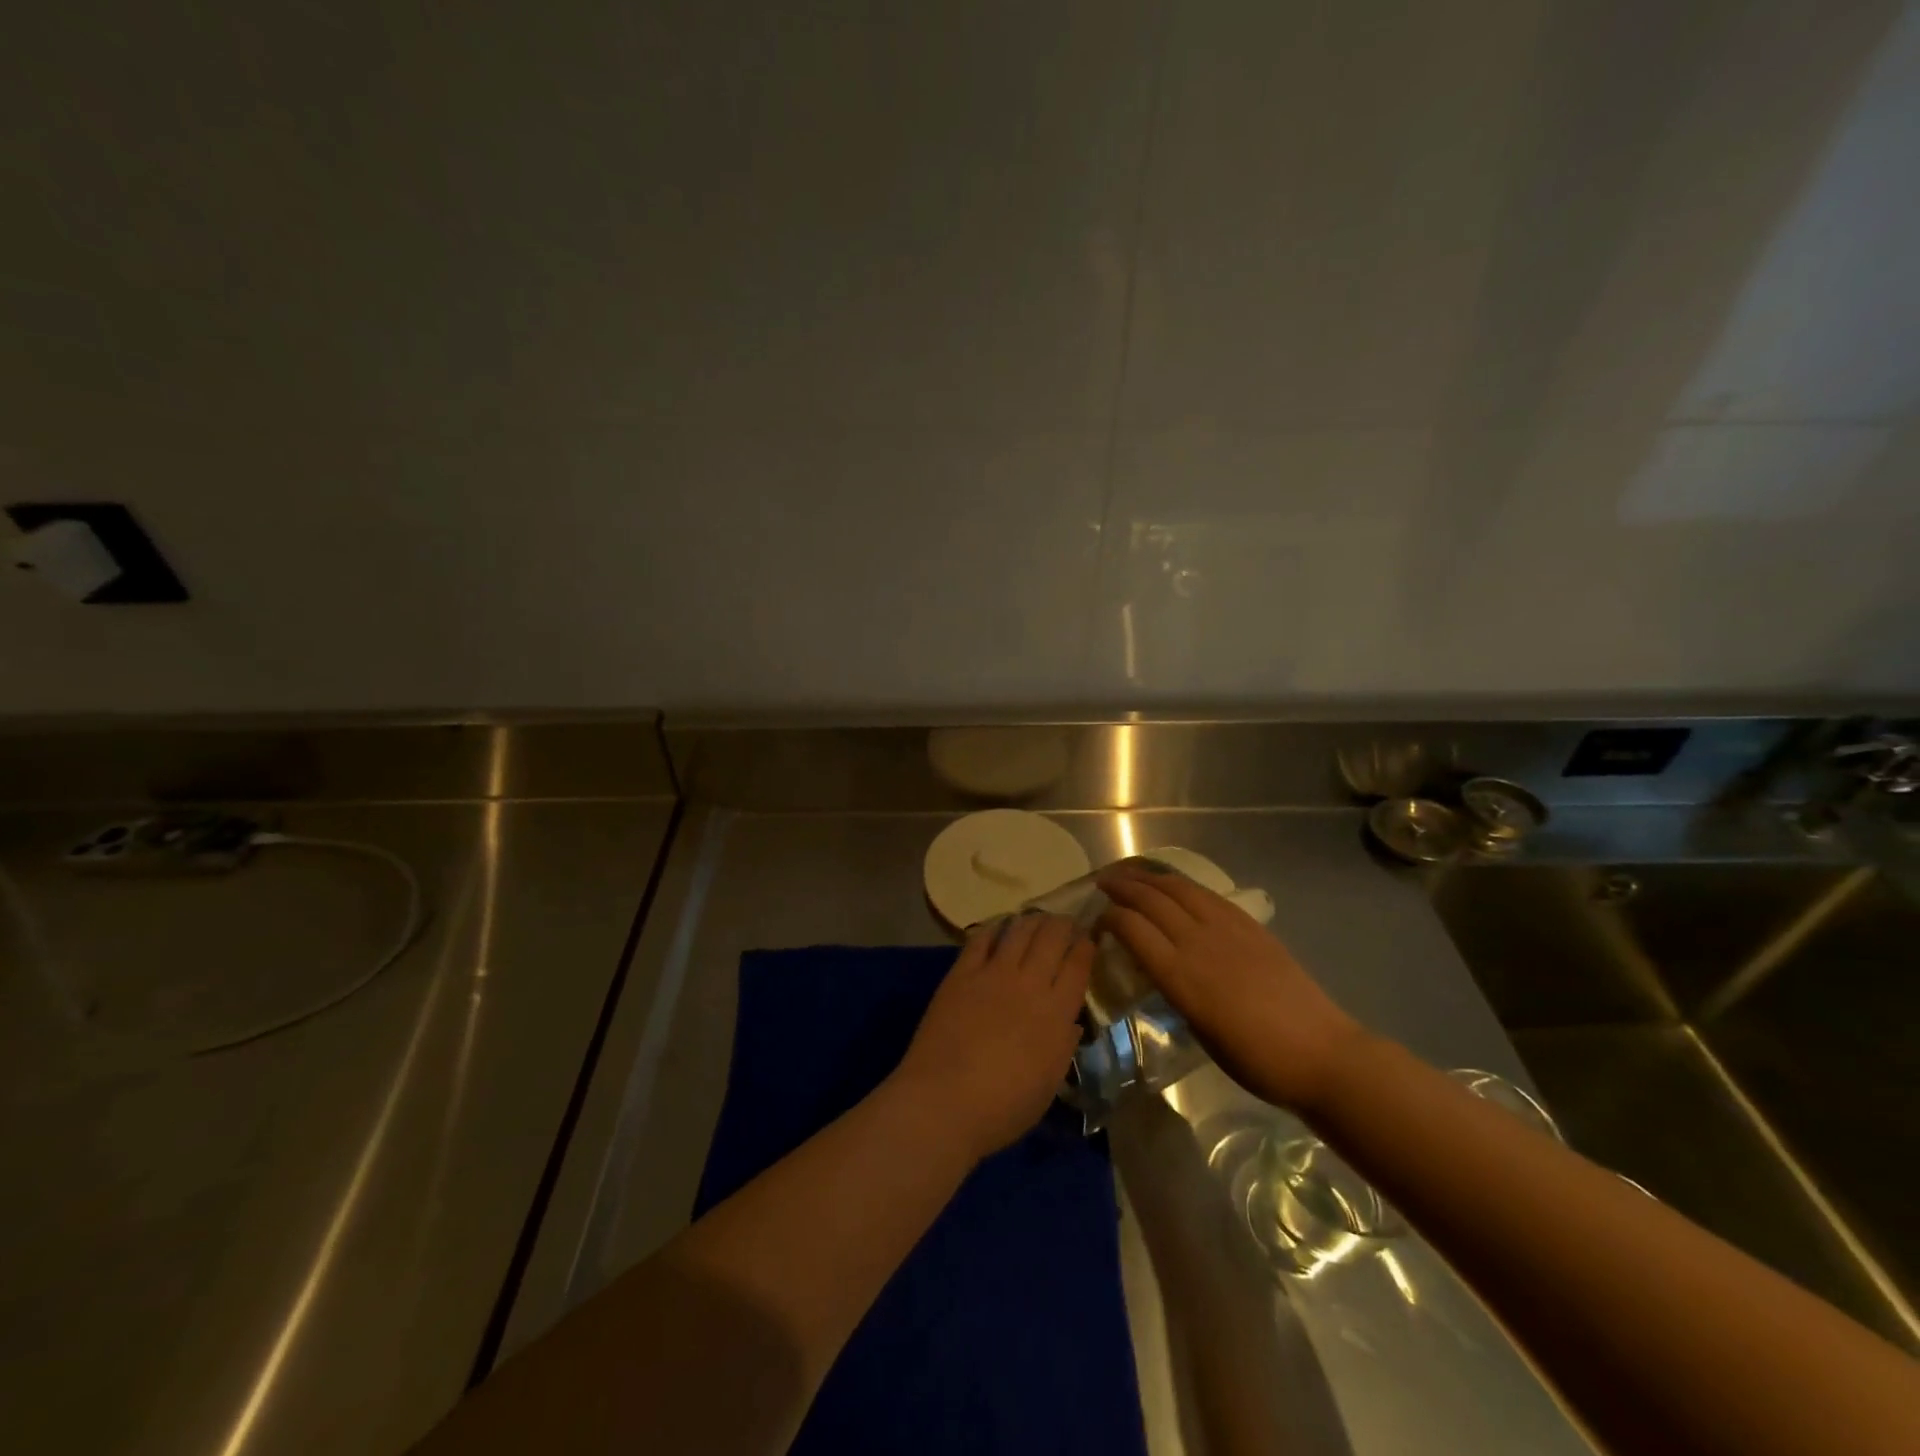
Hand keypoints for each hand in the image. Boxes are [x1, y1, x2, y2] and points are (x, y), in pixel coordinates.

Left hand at [891, 913, 1092, 1161]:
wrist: (944, 1101)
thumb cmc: (1003, 1107)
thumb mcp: (1048, 1084)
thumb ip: (1062, 1047)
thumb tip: (1071, 1022)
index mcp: (1057, 1013)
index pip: (1078, 966)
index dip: (1085, 946)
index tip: (1088, 939)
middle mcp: (1030, 984)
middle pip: (1052, 938)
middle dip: (1063, 925)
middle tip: (1064, 923)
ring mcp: (994, 974)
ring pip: (1020, 931)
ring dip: (1032, 920)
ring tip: (1037, 919)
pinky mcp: (962, 973)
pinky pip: (981, 939)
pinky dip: (995, 927)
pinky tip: (1000, 926)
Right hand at [1096, 864, 1362, 1113]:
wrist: (1320, 1053)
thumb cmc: (1255, 1060)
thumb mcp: (1199, 1031)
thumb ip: (1174, 992)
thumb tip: (1159, 969)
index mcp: (1180, 976)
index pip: (1132, 928)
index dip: (1109, 919)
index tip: (1097, 923)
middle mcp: (1198, 942)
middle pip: (1150, 900)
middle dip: (1122, 887)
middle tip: (1102, 884)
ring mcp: (1226, 928)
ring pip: (1178, 888)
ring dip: (1149, 877)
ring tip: (1131, 874)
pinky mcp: (1250, 925)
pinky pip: (1207, 894)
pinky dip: (1182, 884)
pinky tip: (1174, 886)